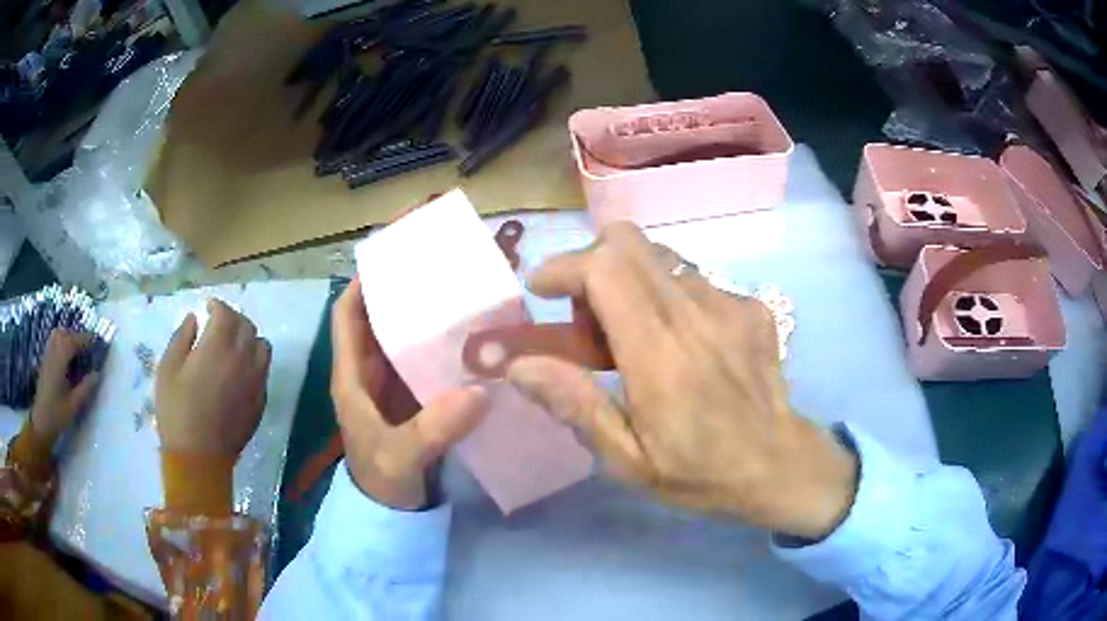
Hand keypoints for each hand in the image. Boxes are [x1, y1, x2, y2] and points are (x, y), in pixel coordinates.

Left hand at [30, 330, 100, 442]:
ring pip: (59, 334)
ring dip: (70, 336)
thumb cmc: (58, 415)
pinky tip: (66, 353)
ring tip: (79, 348)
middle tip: (90, 346)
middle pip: (66, 333)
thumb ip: (86, 387)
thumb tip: (98, 373)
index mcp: (60, 358)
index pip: (75, 341)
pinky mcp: (45, 360)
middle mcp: (53, 350)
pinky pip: (54, 341)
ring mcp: (47, 354)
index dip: (88, 339)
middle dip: (78, 336)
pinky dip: (62, 341)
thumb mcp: (74, 404)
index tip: (99, 342)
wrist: (41, 422)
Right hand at [156, 299, 270, 454]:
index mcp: (218, 346)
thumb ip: (182, 337)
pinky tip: (241, 367)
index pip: (226, 313)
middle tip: (219, 322)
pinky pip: (264, 370)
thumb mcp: (168, 368)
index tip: (208, 306)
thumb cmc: (177, 411)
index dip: (218, 305)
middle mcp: (243, 358)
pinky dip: (255, 359)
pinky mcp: (261, 401)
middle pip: (247, 326)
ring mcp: (256, 380)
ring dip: (249, 337)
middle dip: (233, 318)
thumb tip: (195, 319)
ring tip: (233, 342)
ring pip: (262, 346)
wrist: (200, 457)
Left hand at [331, 278, 487, 509]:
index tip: (394, 258)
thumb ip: (432, 430)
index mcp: (352, 376)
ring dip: (426, 316)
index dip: (363, 284)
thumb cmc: (383, 483)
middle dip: (402, 290)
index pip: (347, 315)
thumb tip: (478, 392)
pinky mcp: (416, 399)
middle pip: (380, 318)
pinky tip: (474, 336)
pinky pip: (427, 361)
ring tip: (462, 291)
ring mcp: (393, 385)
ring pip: (405, 338)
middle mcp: (370, 373)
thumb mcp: (399, 457)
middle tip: (440, 265)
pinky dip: (445, 346)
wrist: (395, 516)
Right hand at [506, 224, 858, 539]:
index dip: (563, 266)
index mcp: (658, 352)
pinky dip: (670, 299)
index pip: (604, 267)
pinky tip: (684, 346)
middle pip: (628, 242)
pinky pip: (694, 281)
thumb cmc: (700, 472)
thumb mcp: (627, 459)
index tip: (541, 291)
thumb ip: (575, 404)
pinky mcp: (751, 305)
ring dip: (630, 284)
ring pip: (659, 259)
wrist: (780, 466)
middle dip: (591, 265)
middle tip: (587, 318)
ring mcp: (729, 302)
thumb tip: (518, 365)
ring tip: (635, 338)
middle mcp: (694, 312)